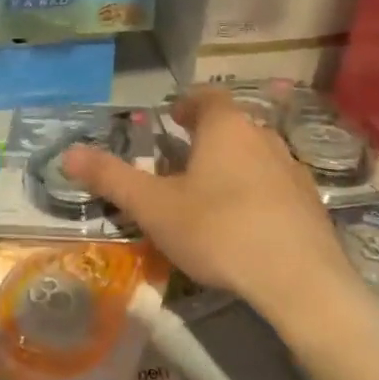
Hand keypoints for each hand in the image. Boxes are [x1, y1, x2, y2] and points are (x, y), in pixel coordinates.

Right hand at [61, 87, 367, 328]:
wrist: (301, 283)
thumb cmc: (218, 231)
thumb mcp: (154, 207)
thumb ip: (111, 177)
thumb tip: (67, 153)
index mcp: (225, 127)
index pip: (206, 96)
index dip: (186, 104)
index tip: (170, 120)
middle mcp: (263, 137)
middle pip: (231, 125)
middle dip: (206, 137)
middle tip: (181, 162)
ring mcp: (293, 170)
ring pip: (255, 155)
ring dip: (233, 165)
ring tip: (209, 195)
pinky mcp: (311, 204)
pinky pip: (276, 186)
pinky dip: (257, 194)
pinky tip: (245, 225)